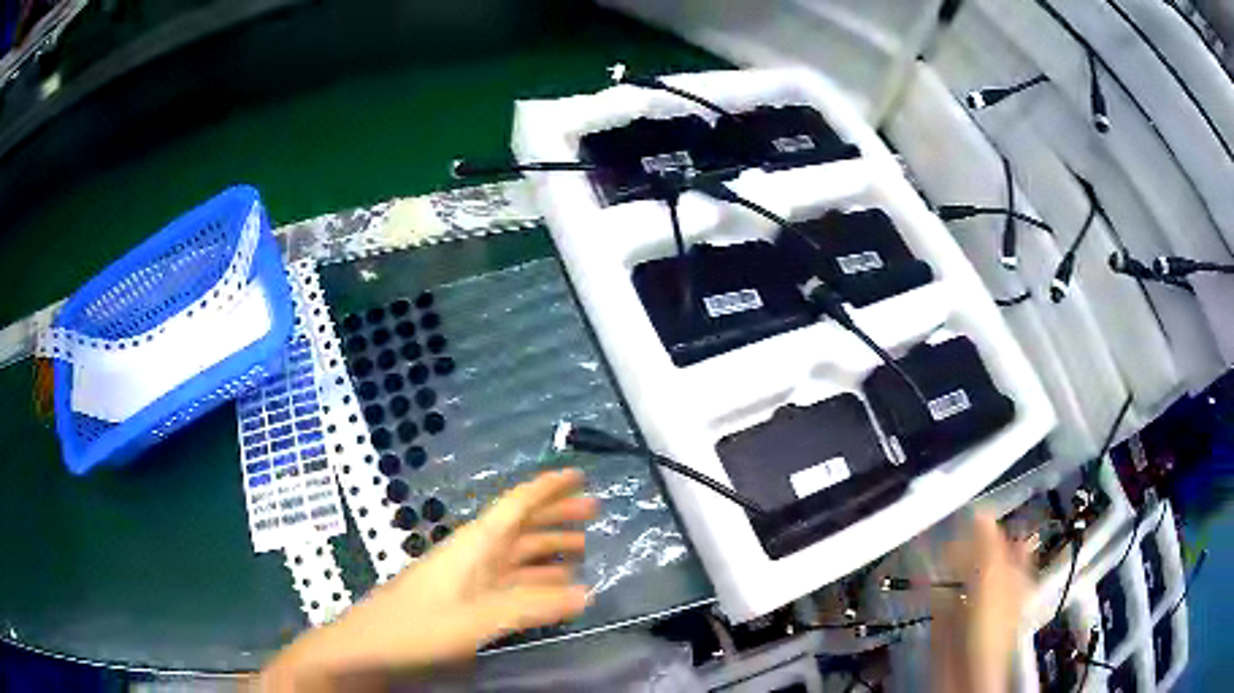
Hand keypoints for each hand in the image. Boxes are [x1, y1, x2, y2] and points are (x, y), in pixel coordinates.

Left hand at [260, 468, 597, 688]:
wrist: (368, 648)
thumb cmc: (416, 627)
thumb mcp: (476, 620)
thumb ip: (530, 607)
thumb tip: (586, 593)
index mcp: (474, 546)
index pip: (516, 506)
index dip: (547, 488)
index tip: (579, 473)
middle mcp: (473, 554)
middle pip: (519, 526)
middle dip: (555, 515)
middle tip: (594, 511)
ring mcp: (467, 578)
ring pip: (515, 554)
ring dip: (548, 547)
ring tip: (582, 548)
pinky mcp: (463, 600)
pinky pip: (508, 580)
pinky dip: (534, 579)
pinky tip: (551, 588)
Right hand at [932, 510, 1033, 692]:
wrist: (964, 671)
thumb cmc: (990, 629)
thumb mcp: (993, 580)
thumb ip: (987, 546)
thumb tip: (982, 511)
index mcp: (1015, 577)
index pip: (1014, 544)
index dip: (1004, 527)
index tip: (988, 507)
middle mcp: (996, 589)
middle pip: (985, 558)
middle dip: (971, 542)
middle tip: (957, 522)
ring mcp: (972, 605)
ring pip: (961, 576)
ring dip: (948, 562)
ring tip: (936, 542)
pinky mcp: (949, 621)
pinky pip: (940, 597)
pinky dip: (931, 585)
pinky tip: (922, 575)